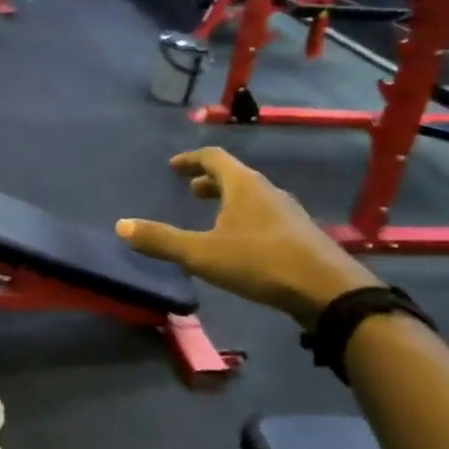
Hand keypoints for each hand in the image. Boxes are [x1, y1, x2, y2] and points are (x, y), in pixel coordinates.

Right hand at [116, 149, 379, 327]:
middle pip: (234, 176)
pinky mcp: (301, 235)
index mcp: (243, 185)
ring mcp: (288, 212)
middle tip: (190, 190)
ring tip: (213, 217)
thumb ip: (161, 240)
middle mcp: (267, 191)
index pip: (214, 157)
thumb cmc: (260, 262)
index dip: (190, 159)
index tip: (173, 167)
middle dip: (209, 181)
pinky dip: (246, 218)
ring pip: (252, 197)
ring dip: (229, 201)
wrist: (327, 291)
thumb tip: (121, 226)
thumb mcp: (202, 254)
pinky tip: (242, 243)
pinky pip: (266, 216)